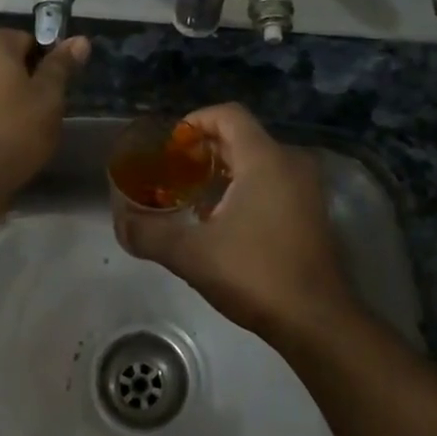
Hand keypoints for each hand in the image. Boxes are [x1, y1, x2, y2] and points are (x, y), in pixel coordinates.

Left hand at [0, 30, 89, 198]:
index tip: (54, 91)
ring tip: (21, 123)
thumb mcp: (49, 96)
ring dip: (5, 92)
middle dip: (24, 77)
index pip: (30, 40)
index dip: (47, 64)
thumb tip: (80, 39)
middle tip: (40, 109)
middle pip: (6, 58)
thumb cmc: (16, 128)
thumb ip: (62, 64)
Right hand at [115, 103, 355, 344]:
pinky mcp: (310, 212)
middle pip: (241, 136)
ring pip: (257, 160)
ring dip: (222, 170)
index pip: (228, 114)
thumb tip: (120, 223)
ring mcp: (305, 188)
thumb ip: (149, 234)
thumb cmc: (255, 275)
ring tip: (190, 195)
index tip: (170, 146)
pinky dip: (243, 187)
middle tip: (172, 171)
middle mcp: (290, 163)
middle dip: (203, 148)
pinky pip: (272, 181)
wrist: (317, 321)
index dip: (194, 122)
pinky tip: (220, 219)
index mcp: (265, 159)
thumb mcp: (192, 255)